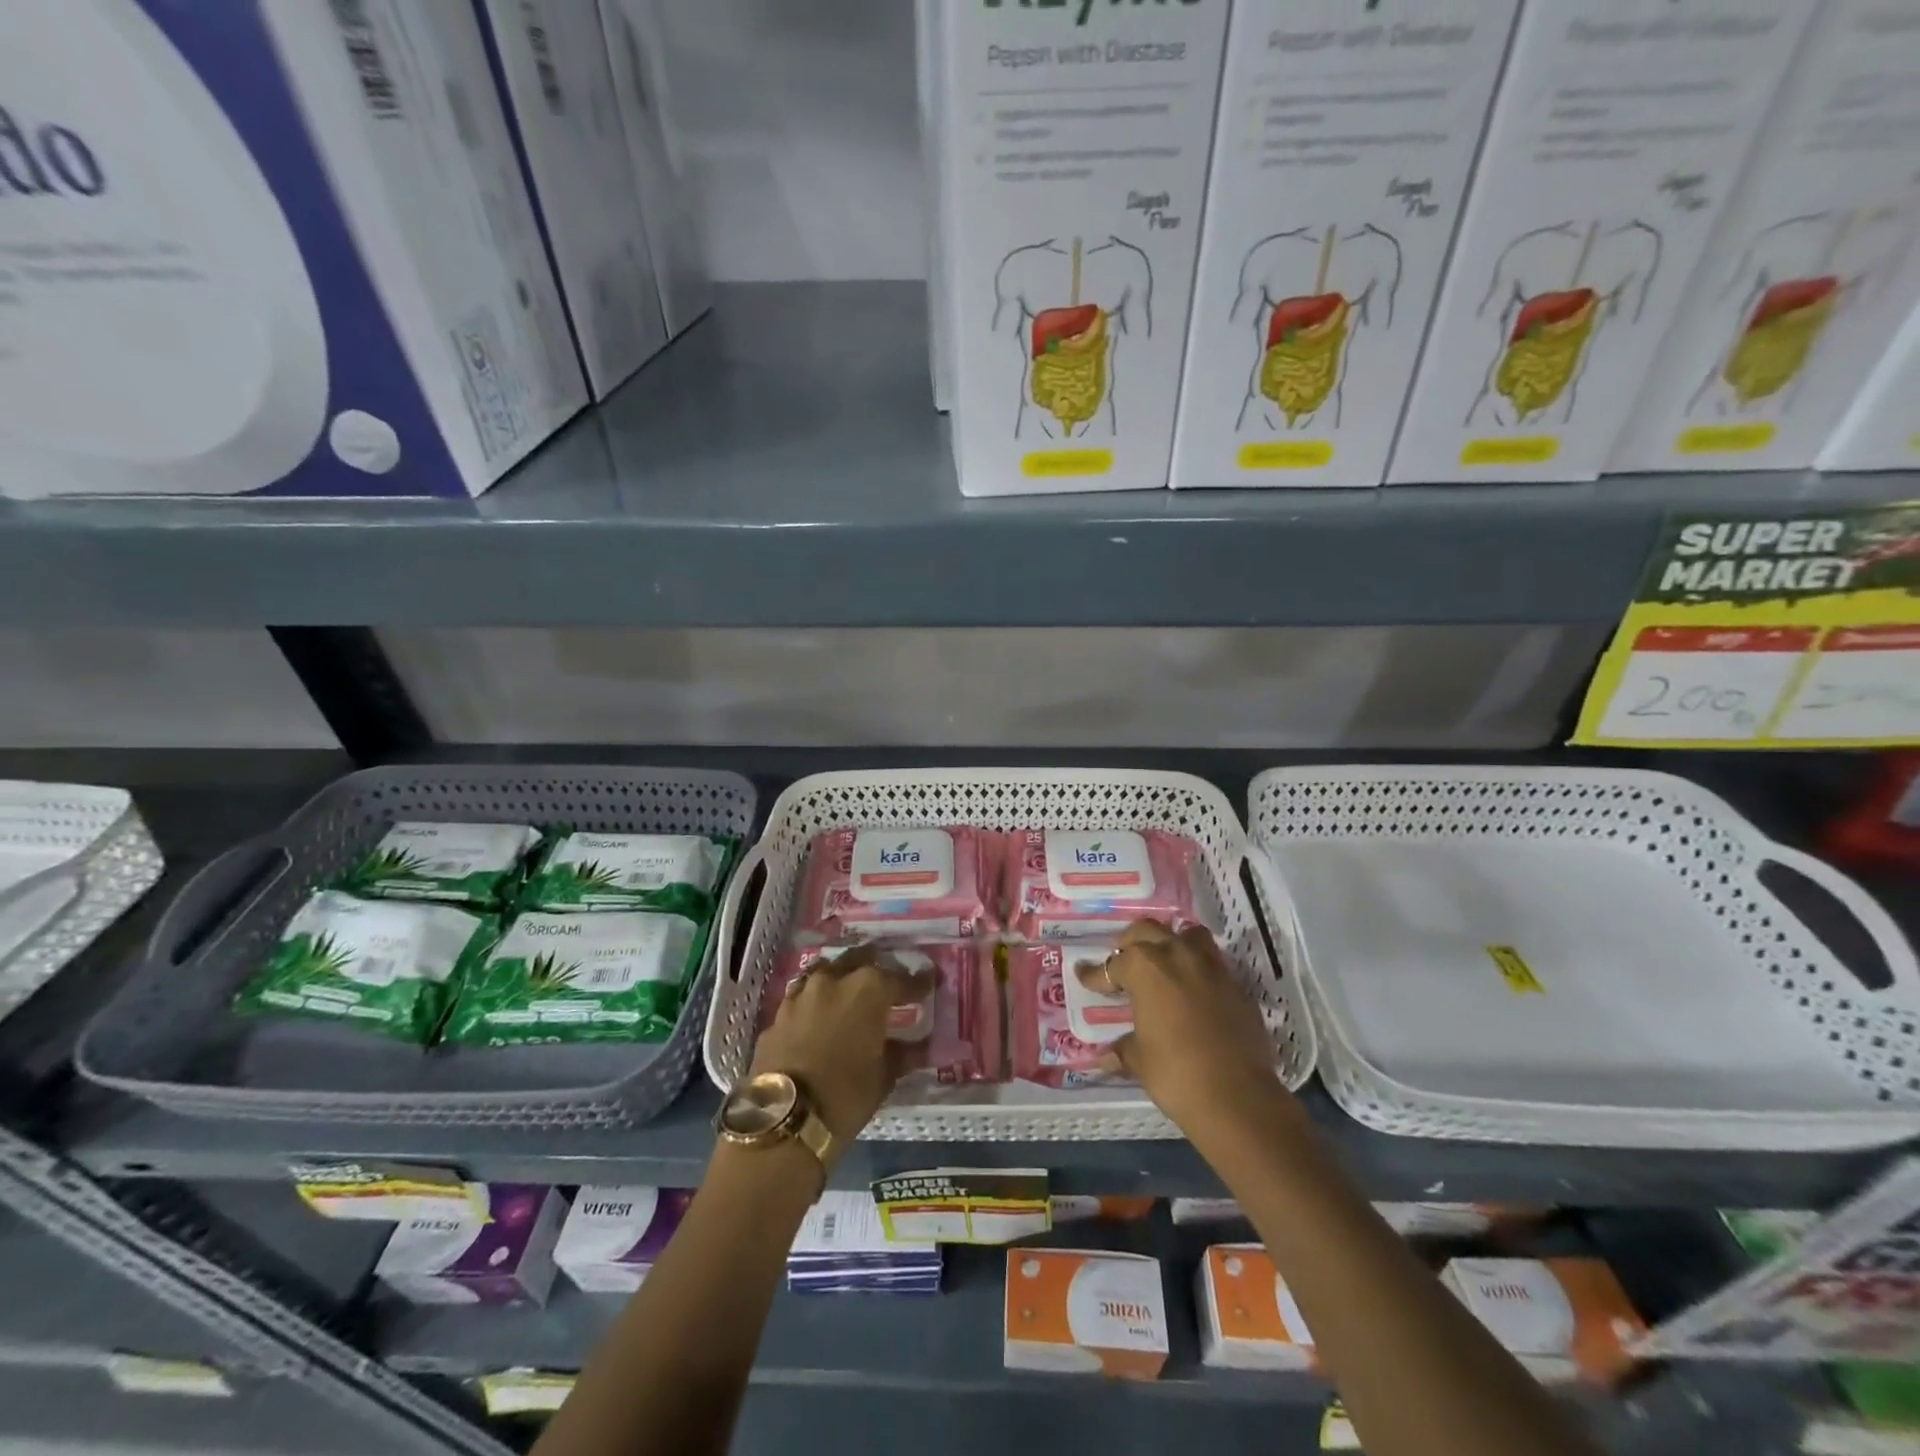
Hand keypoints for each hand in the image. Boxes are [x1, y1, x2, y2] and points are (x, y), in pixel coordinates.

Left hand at [749, 946, 923, 1155]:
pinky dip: (815, 1004)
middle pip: (859, 959)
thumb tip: (916, 1047)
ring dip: (840, 979)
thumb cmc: (846, 1095)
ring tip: (850, 994)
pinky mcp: (778, 1015)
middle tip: (886, 982)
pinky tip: (819, 1018)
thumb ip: (901, 1054)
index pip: (901, 979)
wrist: (784, 1119)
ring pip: (826, 972)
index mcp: (868, 989)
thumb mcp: (884, 1077)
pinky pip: (802, 999)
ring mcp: (801, 994)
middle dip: (876, 966)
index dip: (916, 984)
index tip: (927, 987)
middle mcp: (834, 980)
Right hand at [1081, 920, 1289, 1136]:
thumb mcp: (1140, 1060)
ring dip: (1171, 943)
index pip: (1113, 965)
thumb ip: (1124, 1049)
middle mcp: (1177, 955)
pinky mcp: (1236, 986)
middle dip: (1130, 943)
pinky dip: (1198, 970)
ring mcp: (1211, 968)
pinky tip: (1192, 991)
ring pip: (1187, 935)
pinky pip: (1212, 964)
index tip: (1085, 977)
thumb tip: (1108, 1056)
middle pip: (1147, 931)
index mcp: (1145, 967)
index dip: (1095, 975)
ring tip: (1162, 962)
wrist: (1238, 1098)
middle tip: (1123, 963)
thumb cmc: (1176, 1073)